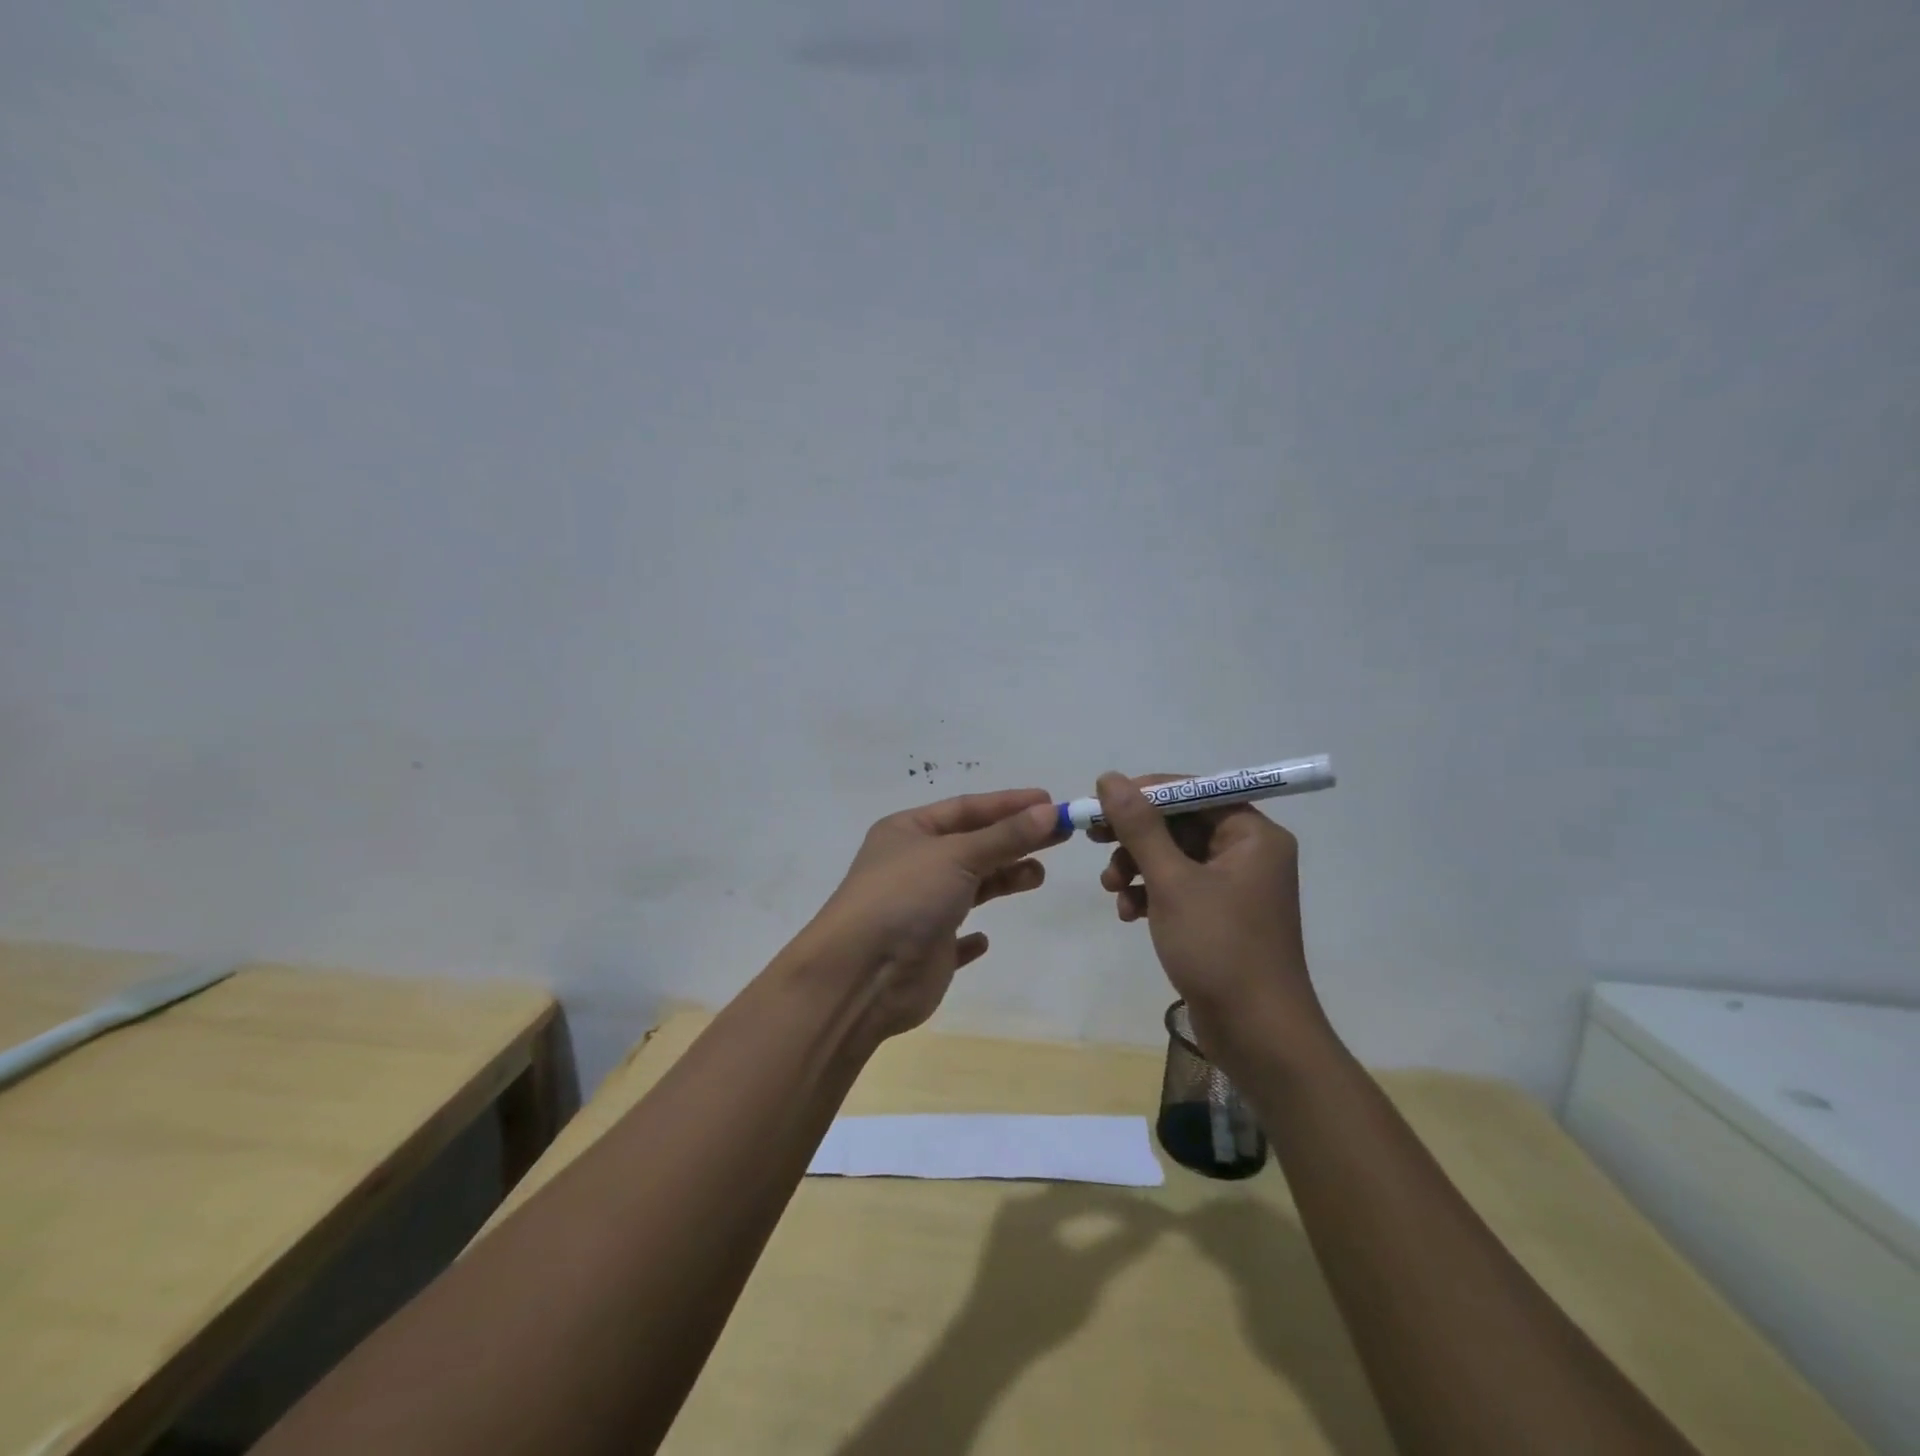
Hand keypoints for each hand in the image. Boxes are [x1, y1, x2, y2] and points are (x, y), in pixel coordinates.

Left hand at [804, 788, 1062, 1038]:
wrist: (862, 976)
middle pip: (972, 844)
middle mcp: (912, 865)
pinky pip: (955, 937)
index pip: (965, 808)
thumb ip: (1004, 836)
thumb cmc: (905, 898)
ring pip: (969, 886)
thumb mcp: (957, 856)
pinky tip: (986, 939)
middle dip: (1014, 839)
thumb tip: (1049, 811)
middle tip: (1061, 836)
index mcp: (908, 831)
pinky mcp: (927, 950)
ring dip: (1002, 878)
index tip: (1051, 803)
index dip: (1008, 804)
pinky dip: (972, 936)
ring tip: (1037, 875)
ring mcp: (918, 908)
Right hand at [1091, 772, 1323, 1053]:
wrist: (1257, 1035)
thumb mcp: (1171, 882)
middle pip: (1180, 824)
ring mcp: (1234, 887)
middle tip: (1094, 839)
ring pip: (1173, 857)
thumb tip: (1110, 778)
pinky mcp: (1219, 916)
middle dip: (1135, 836)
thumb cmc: (1219, 948)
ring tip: (1111, 889)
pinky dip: (1150, 894)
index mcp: (1252, 835)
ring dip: (1137, 867)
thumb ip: (1139, 827)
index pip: (1193, 792)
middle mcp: (1248, 853)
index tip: (1102, 803)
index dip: (1145, 794)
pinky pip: (1178, 887)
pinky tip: (1128, 913)